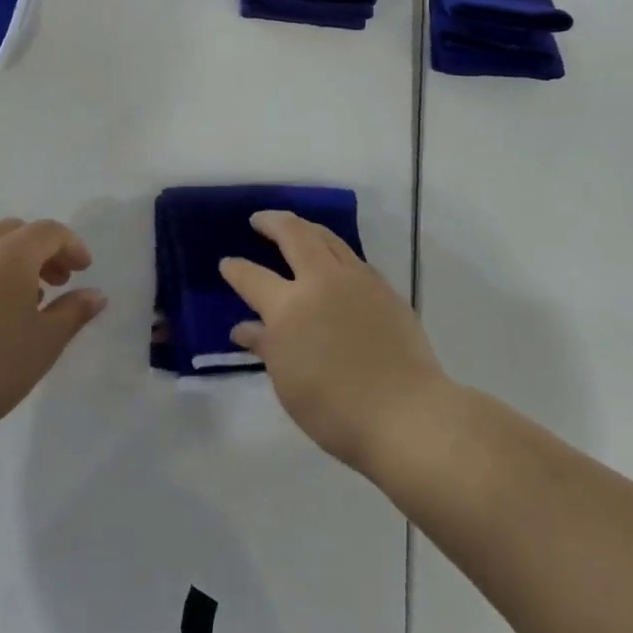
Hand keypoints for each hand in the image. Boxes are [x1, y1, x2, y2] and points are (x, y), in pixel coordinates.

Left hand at [0, 218, 106, 450]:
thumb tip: (95, 294)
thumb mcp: (44, 344)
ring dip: (12, 264)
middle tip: (57, 282)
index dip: (72, 246)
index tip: (84, 271)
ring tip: (23, 304)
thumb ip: (74, 313)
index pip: (49, 231)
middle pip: (15, 232)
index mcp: (10, 254)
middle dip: (41, 250)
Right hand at [220, 211, 447, 473]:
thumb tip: (245, 327)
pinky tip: (331, 260)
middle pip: (294, 235)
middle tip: (260, 220)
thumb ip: (266, 347)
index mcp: (289, 307)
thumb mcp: (288, 383)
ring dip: (305, 228)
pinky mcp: (384, 287)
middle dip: (272, 222)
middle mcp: (321, 281)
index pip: (253, 278)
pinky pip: (351, 257)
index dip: (236, 269)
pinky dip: (333, 250)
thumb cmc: (335, 410)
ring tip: (294, 227)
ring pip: (326, 237)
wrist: (406, 413)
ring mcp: (357, 280)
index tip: (227, 263)